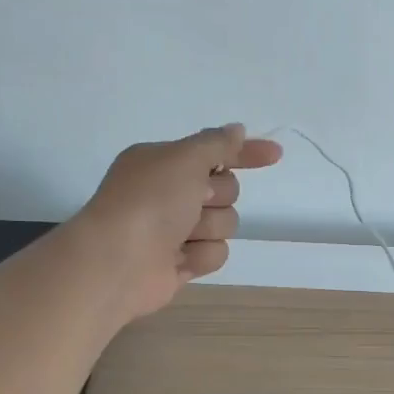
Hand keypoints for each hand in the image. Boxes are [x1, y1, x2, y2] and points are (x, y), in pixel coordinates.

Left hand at [74, 124, 282, 318]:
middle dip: (217, 197)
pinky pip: (215, 253)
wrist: (118, 262)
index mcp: (164, 163)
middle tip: (195, 201)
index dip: (245, 153)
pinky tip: (180, 259)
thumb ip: (217, 143)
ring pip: (224, 224)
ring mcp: (176, 230)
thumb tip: (237, 130)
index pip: (215, 152)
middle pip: (226, 190)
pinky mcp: (182, 262)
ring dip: (209, 228)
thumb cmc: (149, 201)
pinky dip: (201, 255)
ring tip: (182, 236)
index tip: (275, 153)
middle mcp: (170, 193)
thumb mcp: (184, 159)